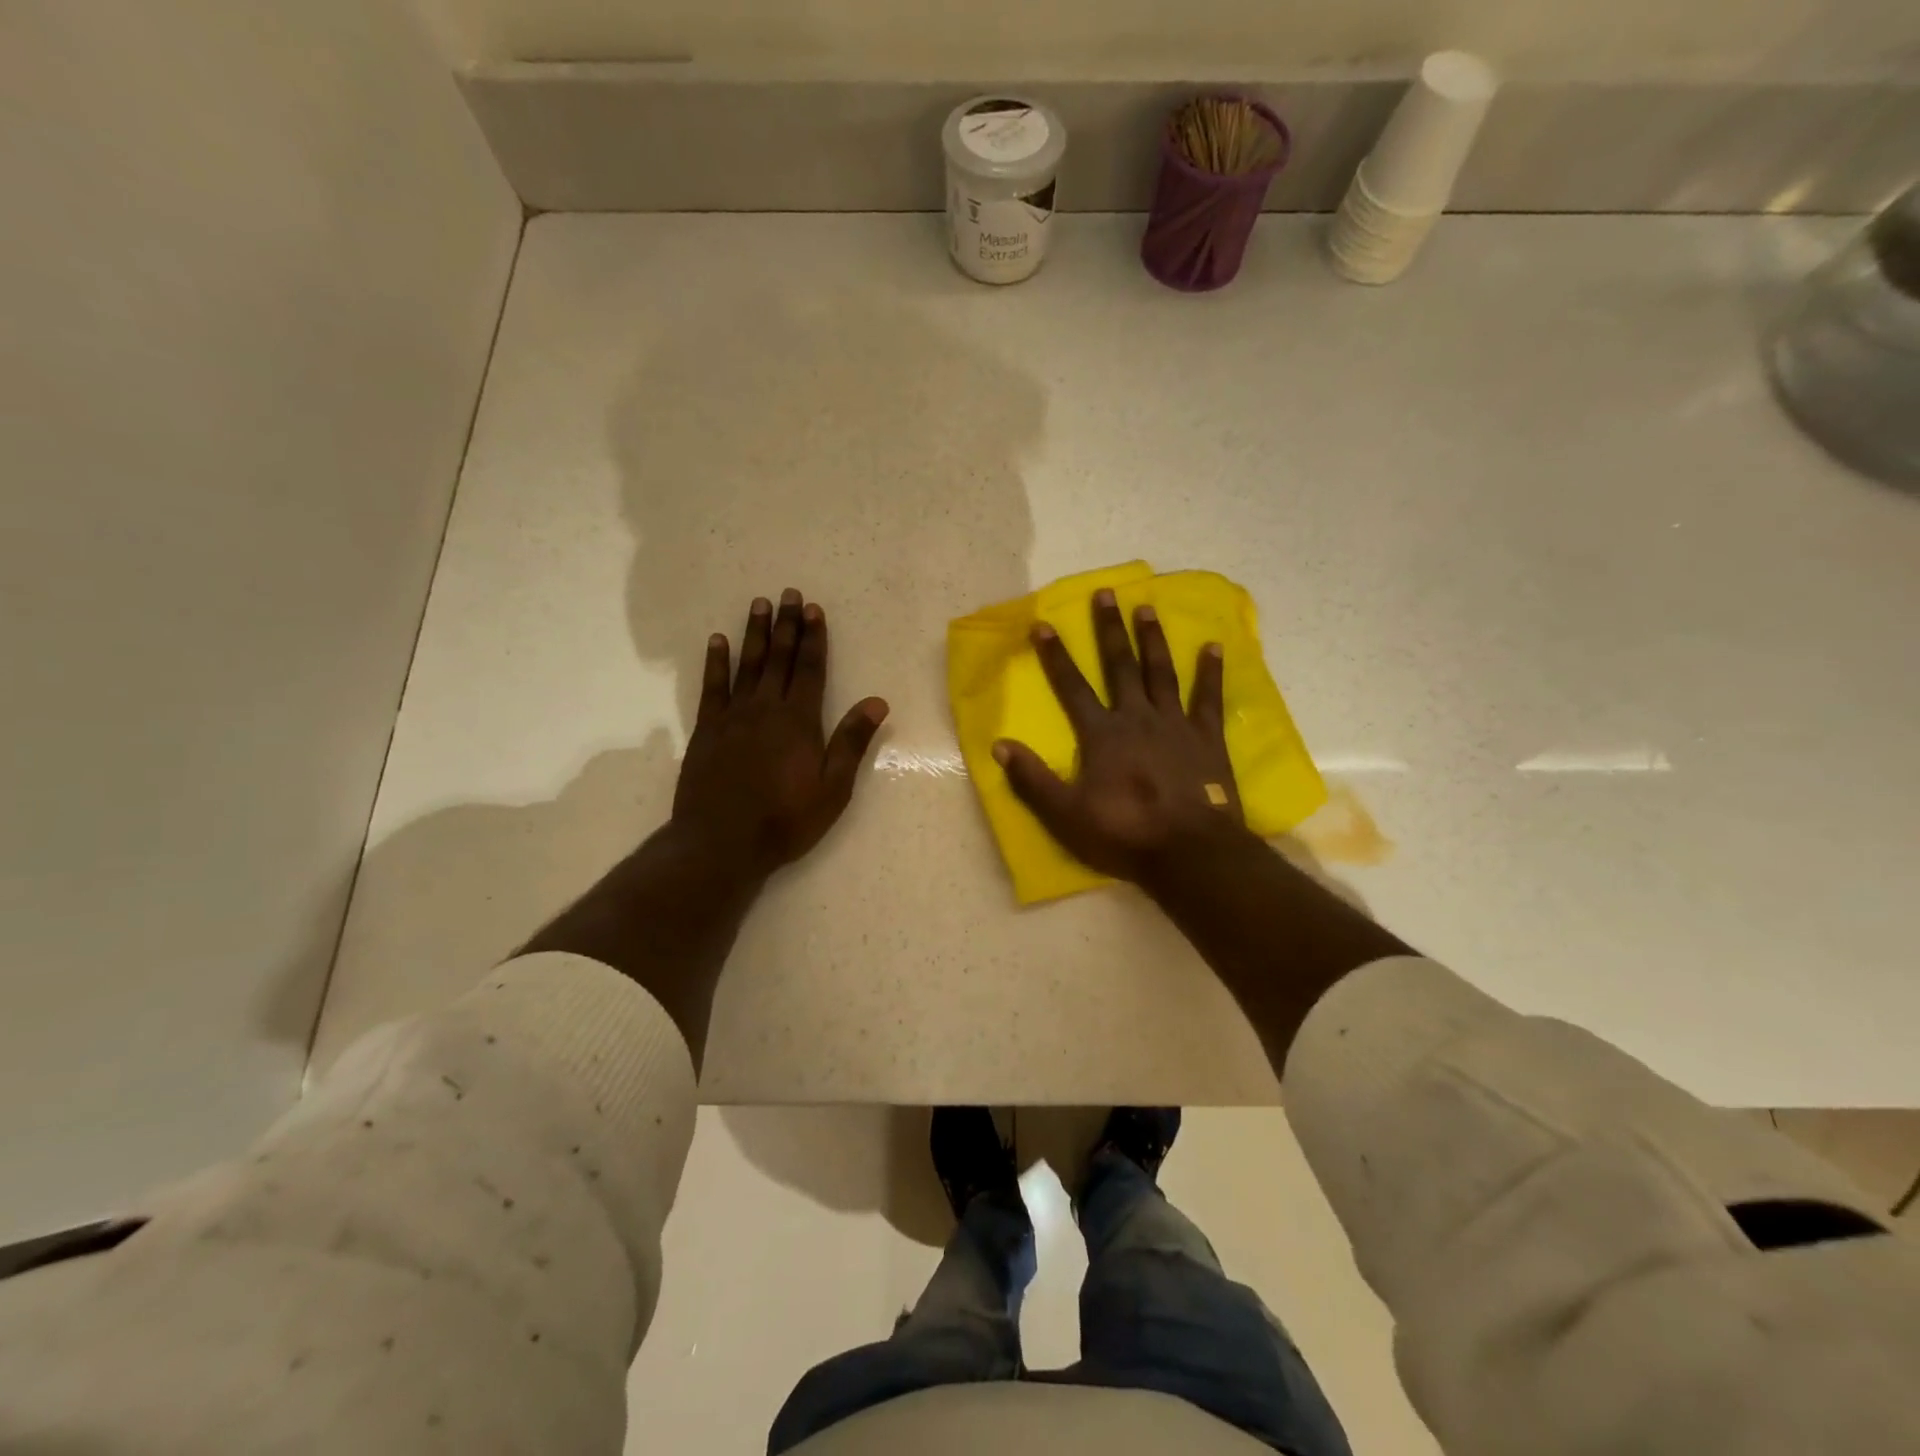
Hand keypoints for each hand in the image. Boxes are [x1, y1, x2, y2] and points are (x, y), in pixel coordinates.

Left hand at [673, 589, 888, 876]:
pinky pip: (712, 687)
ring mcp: (733, 717)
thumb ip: (852, 742)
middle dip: (787, 625)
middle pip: (779, 659)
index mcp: (799, 721)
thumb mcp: (833, 788)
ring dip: (755, 633)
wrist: (721, 842)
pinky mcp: (707, 730)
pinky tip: (717, 642)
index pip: (809, 669)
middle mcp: (766, 709)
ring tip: (759, 604)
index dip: (813, 638)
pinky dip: (715, 662)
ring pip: (747, 665)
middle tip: (789, 594)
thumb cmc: (785, 819)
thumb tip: (878, 702)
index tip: (814, 610)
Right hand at [994, 588, 1244, 885]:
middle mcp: (1137, 718)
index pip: (1072, 687)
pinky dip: (1210, 672)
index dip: (1055, 655)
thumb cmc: (1124, 833)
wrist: (1189, 851)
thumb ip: (1032, 779)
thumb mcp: (1066, 814)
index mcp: (1102, 734)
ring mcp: (1175, 724)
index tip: (1043, 624)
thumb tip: (999, 745)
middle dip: (1109, 629)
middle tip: (1106, 593)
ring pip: (1160, 672)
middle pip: (1120, 666)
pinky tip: (1212, 646)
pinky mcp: (1207, 738)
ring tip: (1147, 607)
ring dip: (1152, 639)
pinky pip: (1208, 698)